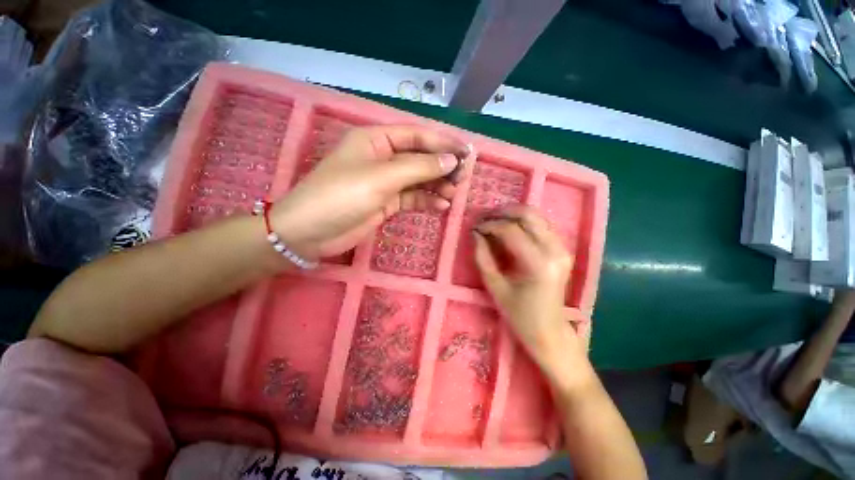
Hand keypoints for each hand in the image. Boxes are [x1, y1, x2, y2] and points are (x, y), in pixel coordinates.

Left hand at [271, 126, 470, 259]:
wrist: (311, 233)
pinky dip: (427, 201)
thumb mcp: (382, 178)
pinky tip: (441, 206)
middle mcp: (382, 157)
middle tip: (463, 177)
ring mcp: (384, 182)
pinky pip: (412, 198)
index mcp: (376, 140)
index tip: (466, 153)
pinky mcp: (386, 203)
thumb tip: (452, 160)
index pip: (416, 135)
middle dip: (442, 166)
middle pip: (419, 157)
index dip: (443, 143)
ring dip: (437, 185)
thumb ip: (418, 168)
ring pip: (418, 179)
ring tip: (454, 194)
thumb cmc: (342, 196)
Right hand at [473, 205, 588, 379]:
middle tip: (484, 219)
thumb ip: (483, 258)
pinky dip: (524, 222)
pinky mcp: (563, 249)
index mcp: (539, 264)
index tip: (475, 227)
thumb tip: (475, 234)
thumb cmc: (520, 315)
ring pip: (537, 216)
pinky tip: (510, 228)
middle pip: (528, 215)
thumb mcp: (495, 287)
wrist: (550, 331)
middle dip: (502, 212)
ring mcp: (563, 248)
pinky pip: (542, 225)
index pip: (511, 231)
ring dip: (513, 214)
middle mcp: (555, 250)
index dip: (490, 225)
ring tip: (494, 221)